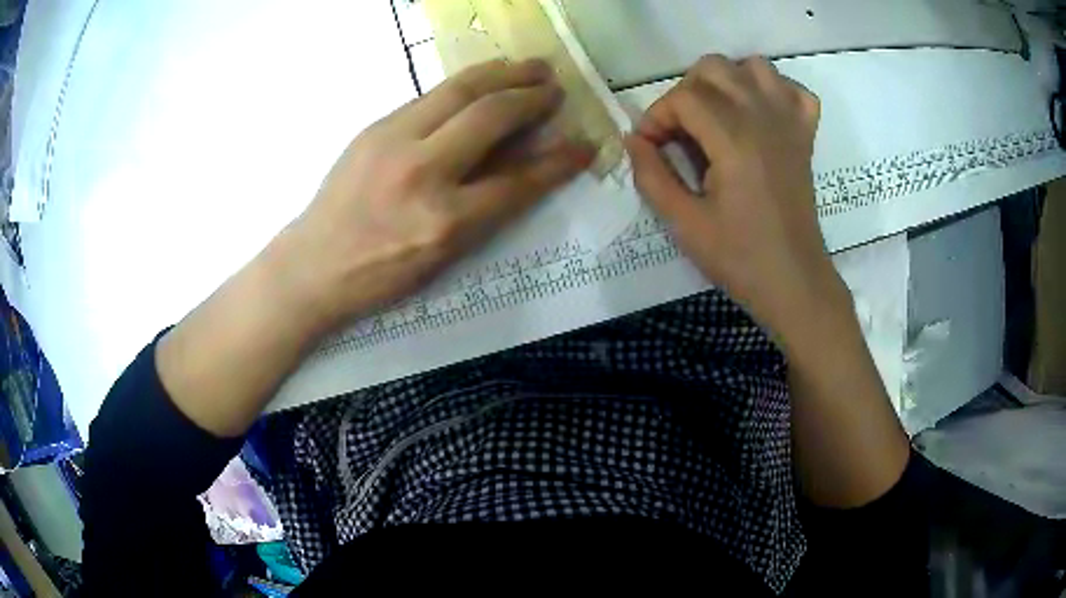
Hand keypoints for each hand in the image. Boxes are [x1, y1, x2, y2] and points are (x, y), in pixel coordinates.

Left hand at [279, 59, 592, 329]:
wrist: (312, 264)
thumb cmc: (378, 275)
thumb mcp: (440, 258)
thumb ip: (484, 208)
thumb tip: (521, 164)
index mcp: (444, 222)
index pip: (518, 180)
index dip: (558, 160)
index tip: (584, 144)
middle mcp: (422, 173)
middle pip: (490, 117)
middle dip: (531, 96)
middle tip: (556, 85)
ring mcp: (393, 142)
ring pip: (459, 91)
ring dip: (501, 73)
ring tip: (529, 66)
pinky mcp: (375, 127)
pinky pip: (429, 96)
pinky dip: (465, 83)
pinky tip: (483, 78)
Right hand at [625, 56, 846, 341]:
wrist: (794, 281)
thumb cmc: (740, 258)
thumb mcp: (684, 223)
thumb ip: (652, 176)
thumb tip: (633, 140)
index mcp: (734, 140)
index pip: (684, 97)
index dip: (657, 116)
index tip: (650, 147)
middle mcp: (764, 118)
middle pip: (715, 67)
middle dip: (687, 91)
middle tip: (681, 131)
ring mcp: (790, 123)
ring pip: (755, 66)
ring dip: (729, 81)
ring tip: (718, 115)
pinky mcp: (806, 136)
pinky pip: (795, 90)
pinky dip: (775, 92)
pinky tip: (761, 116)